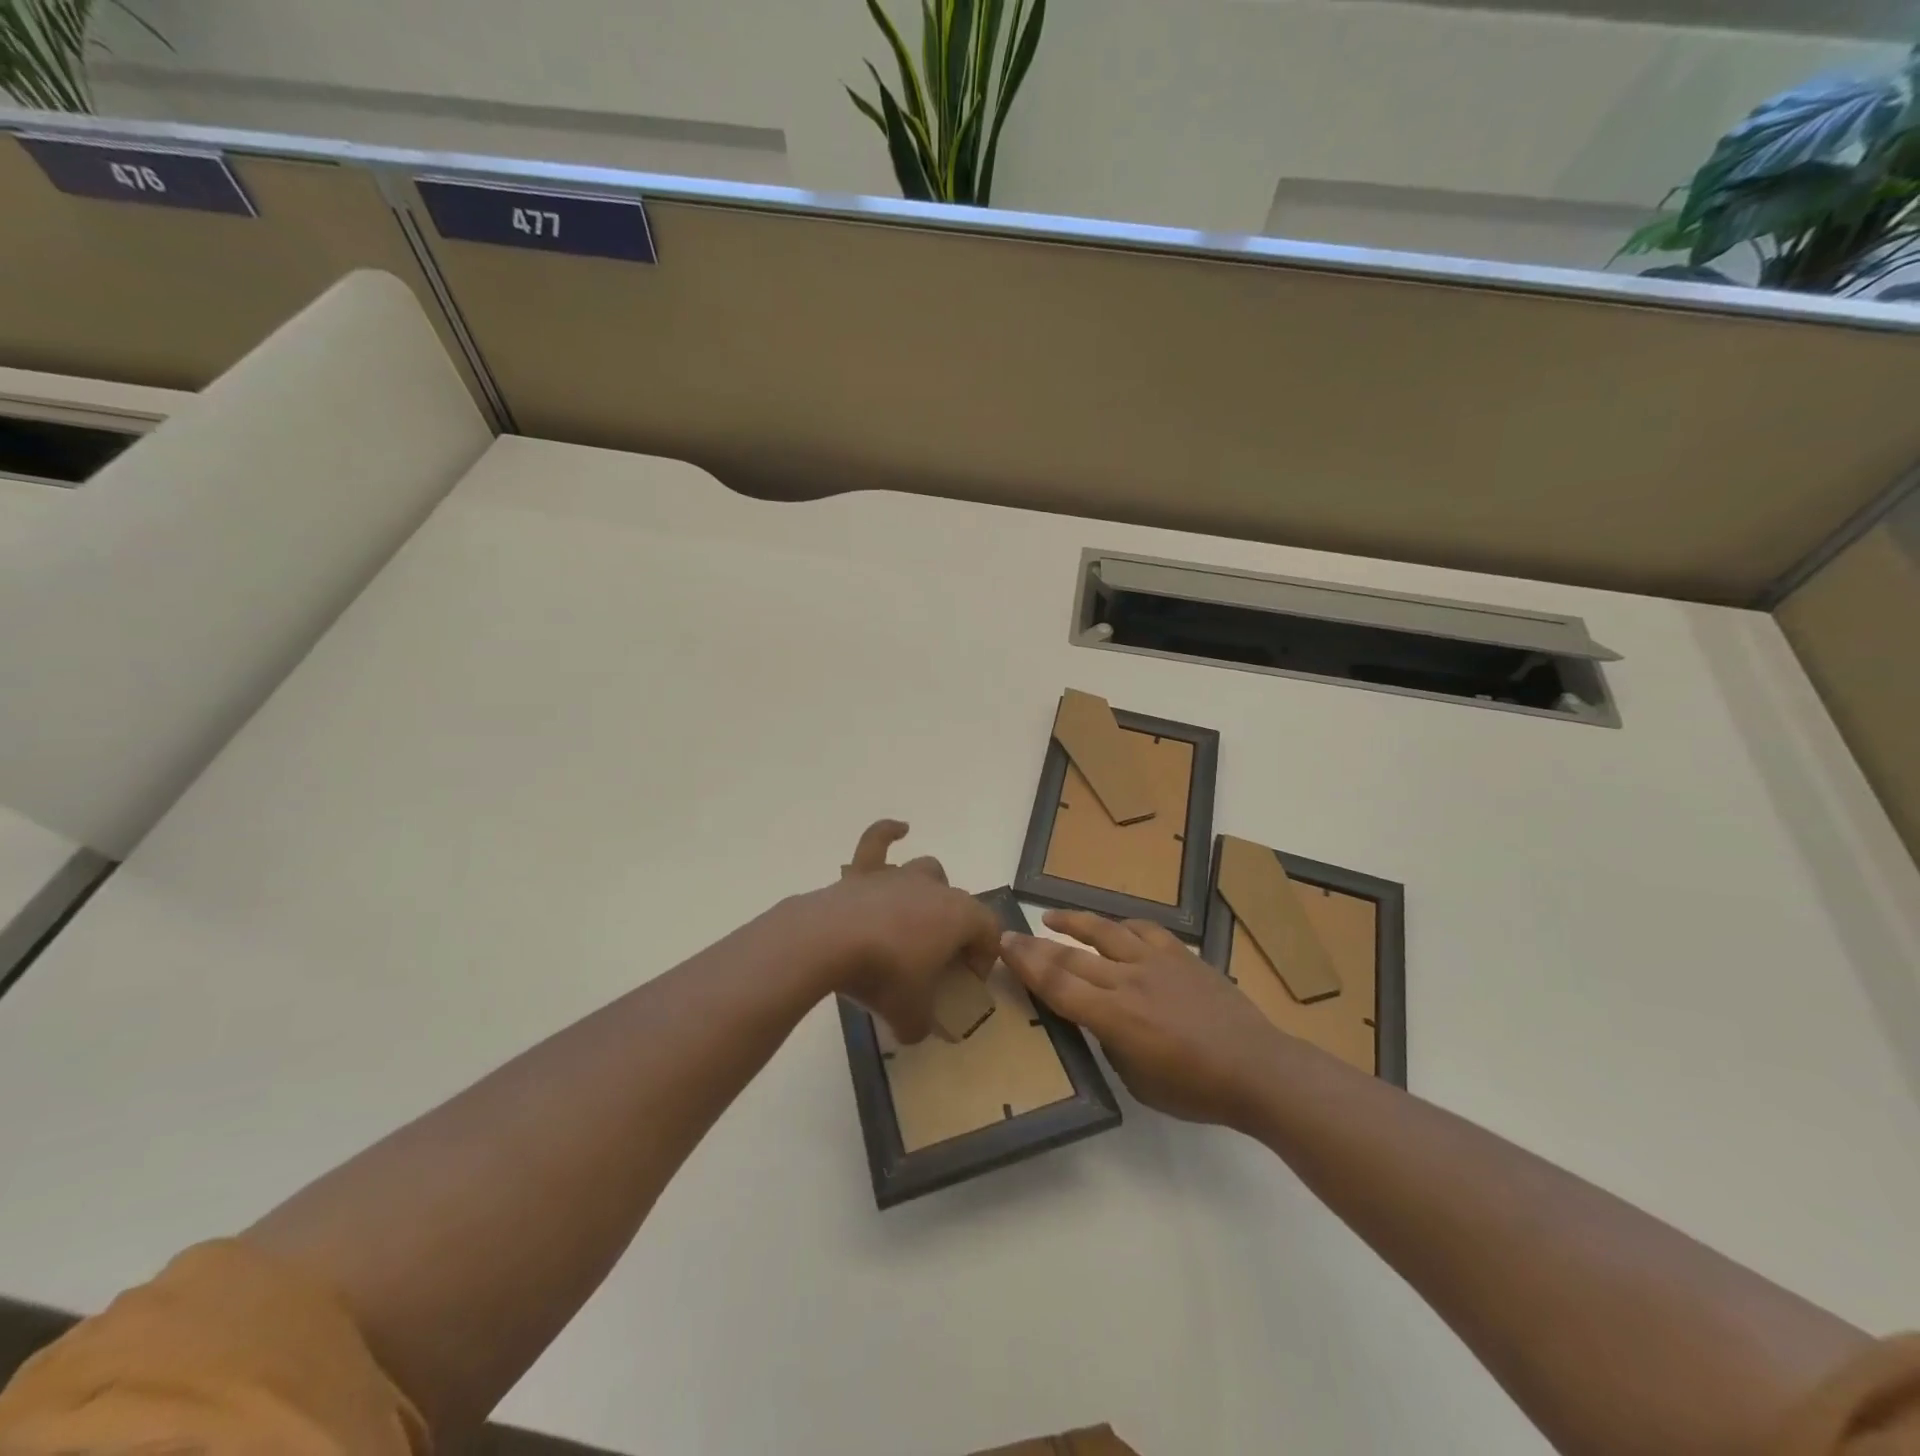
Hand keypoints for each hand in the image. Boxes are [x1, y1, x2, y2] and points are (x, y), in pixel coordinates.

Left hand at [804, 820, 1000, 1043]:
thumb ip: (922, 1026)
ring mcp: (898, 875)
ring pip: (927, 871)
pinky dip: (888, 833)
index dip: (985, 958)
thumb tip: (918, 1032)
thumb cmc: (883, 975)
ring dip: (928, 892)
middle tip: (936, 962)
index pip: (989, 931)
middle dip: (955, 930)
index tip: (966, 983)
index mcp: (959, 916)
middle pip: (959, 903)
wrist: (829, 941)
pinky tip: (899, 829)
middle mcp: (934, 888)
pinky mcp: (863, 872)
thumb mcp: (910, 1015)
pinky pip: (878, 841)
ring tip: (916, 919)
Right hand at [1000, 910, 1290, 1129]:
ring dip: (1074, 922)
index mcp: (1114, 1018)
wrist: (1256, 1068)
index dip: (1026, 964)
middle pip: (1072, 956)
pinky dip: (1122, 926)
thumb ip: (1111, 1043)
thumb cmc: (1195, 1089)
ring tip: (1051, 917)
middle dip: (1036, 944)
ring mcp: (1156, 963)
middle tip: (1012, 933)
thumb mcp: (1137, 1081)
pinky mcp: (1181, 955)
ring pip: (1105, 932)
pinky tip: (1115, 928)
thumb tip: (1099, 1019)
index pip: (1057, 984)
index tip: (1004, 946)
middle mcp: (1128, 981)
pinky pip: (1144, 931)